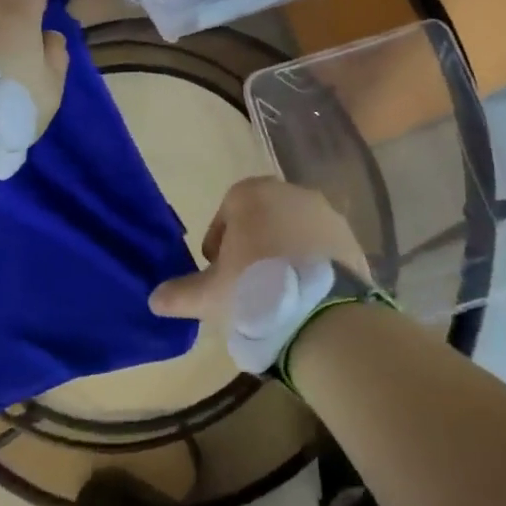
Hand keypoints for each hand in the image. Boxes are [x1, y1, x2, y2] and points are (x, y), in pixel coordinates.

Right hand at [150, 177, 370, 327]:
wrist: (323, 313)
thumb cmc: (255, 291)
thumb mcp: (209, 297)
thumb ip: (180, 293)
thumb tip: (155, 299)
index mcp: (253, 194)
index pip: (228, 210)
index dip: (219, 241)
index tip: (218, 271)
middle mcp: (291, 192)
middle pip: (263, 216)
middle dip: (253, 244)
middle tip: (246, 283)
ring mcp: (326, 213)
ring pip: (294, 230)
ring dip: (283, 253)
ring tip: (277, 293)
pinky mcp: (351, 237)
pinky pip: (322, 247)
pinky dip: (311, 263)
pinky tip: (305, 295)